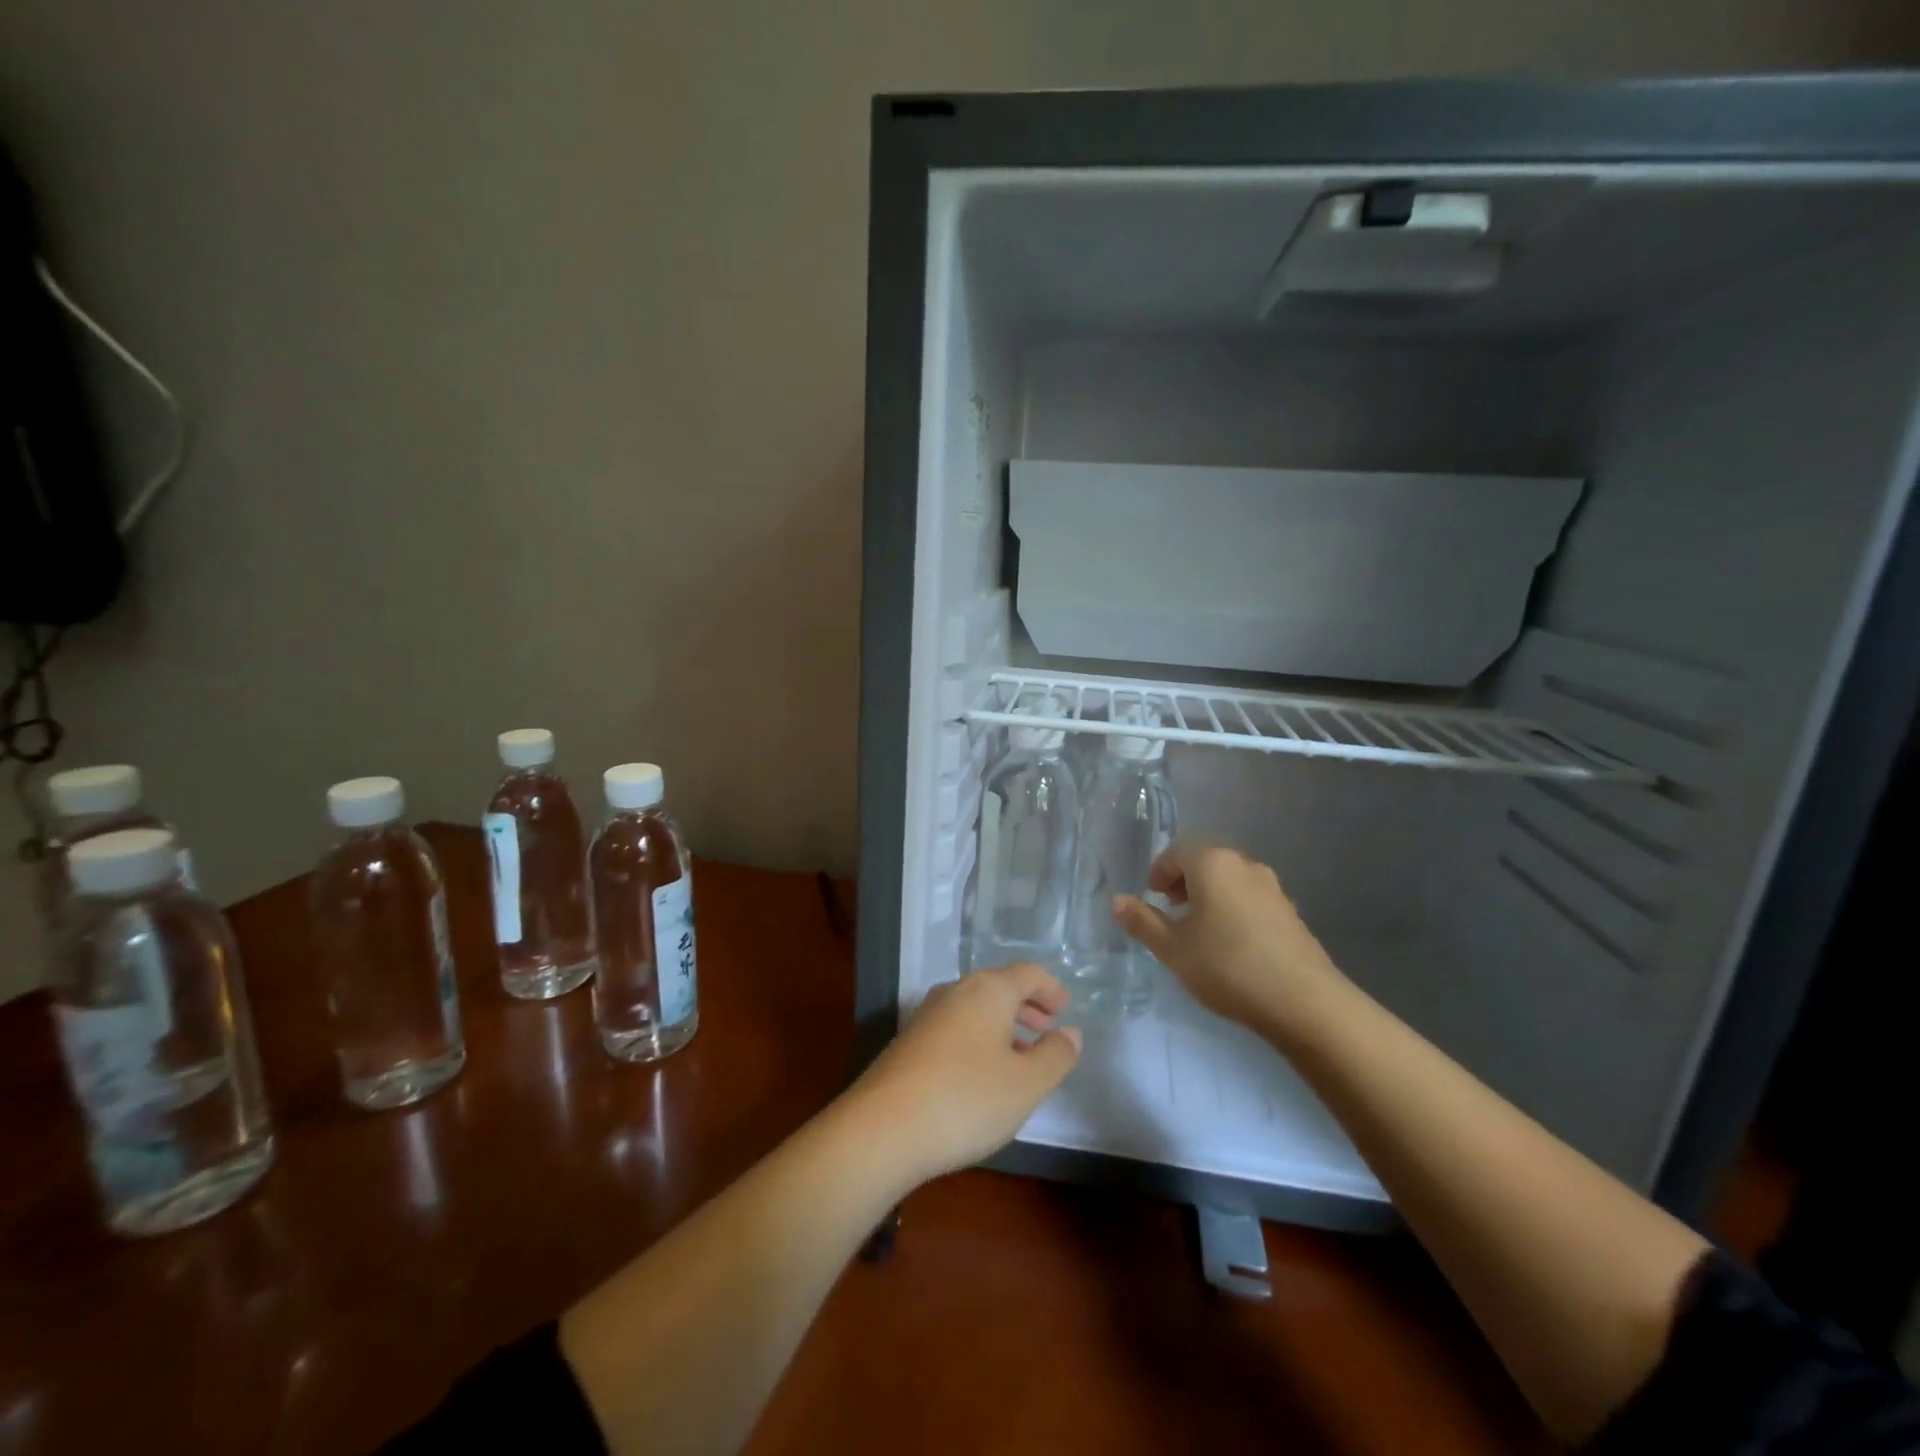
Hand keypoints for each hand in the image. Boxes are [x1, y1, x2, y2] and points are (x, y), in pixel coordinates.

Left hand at [848, 963, 1081, 1187]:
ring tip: (1020, 1056)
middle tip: (1047, 1030)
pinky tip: (982, 1075)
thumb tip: (1070, 1033)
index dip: (1050, 988)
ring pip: (975, 1009)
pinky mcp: (908, 1042)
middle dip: (1026, 1006)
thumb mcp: (1026, 1084)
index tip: (1065, 1009)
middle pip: (998, 987)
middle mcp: (955, 992)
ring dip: (1002, 1025)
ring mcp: (926, 1016)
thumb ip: (1055, 1055)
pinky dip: (978, 1039)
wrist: (882, 1129)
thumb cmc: (966, 1099)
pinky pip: (955, 1028)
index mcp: (987, 990)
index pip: (1027, 972)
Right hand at [1112, 841, 1343, 1034]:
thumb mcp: (1173, 948)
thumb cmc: (1226, 966)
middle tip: (1171, 908)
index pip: (1176, 852)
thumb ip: (1143, 922)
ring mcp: (1272, 887)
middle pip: (1206, 861)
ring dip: (1210, 894)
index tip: (1152, 896)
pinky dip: (1234, 908)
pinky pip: (1251, 898)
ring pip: (1230, 879)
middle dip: (1184, 880)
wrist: (1304, 1001)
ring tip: (1200, 928)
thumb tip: (1118, 901)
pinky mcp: (1290, 912)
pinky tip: (1231, 943)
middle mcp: (1244, 865)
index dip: (1159, 872)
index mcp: (1212, 863)